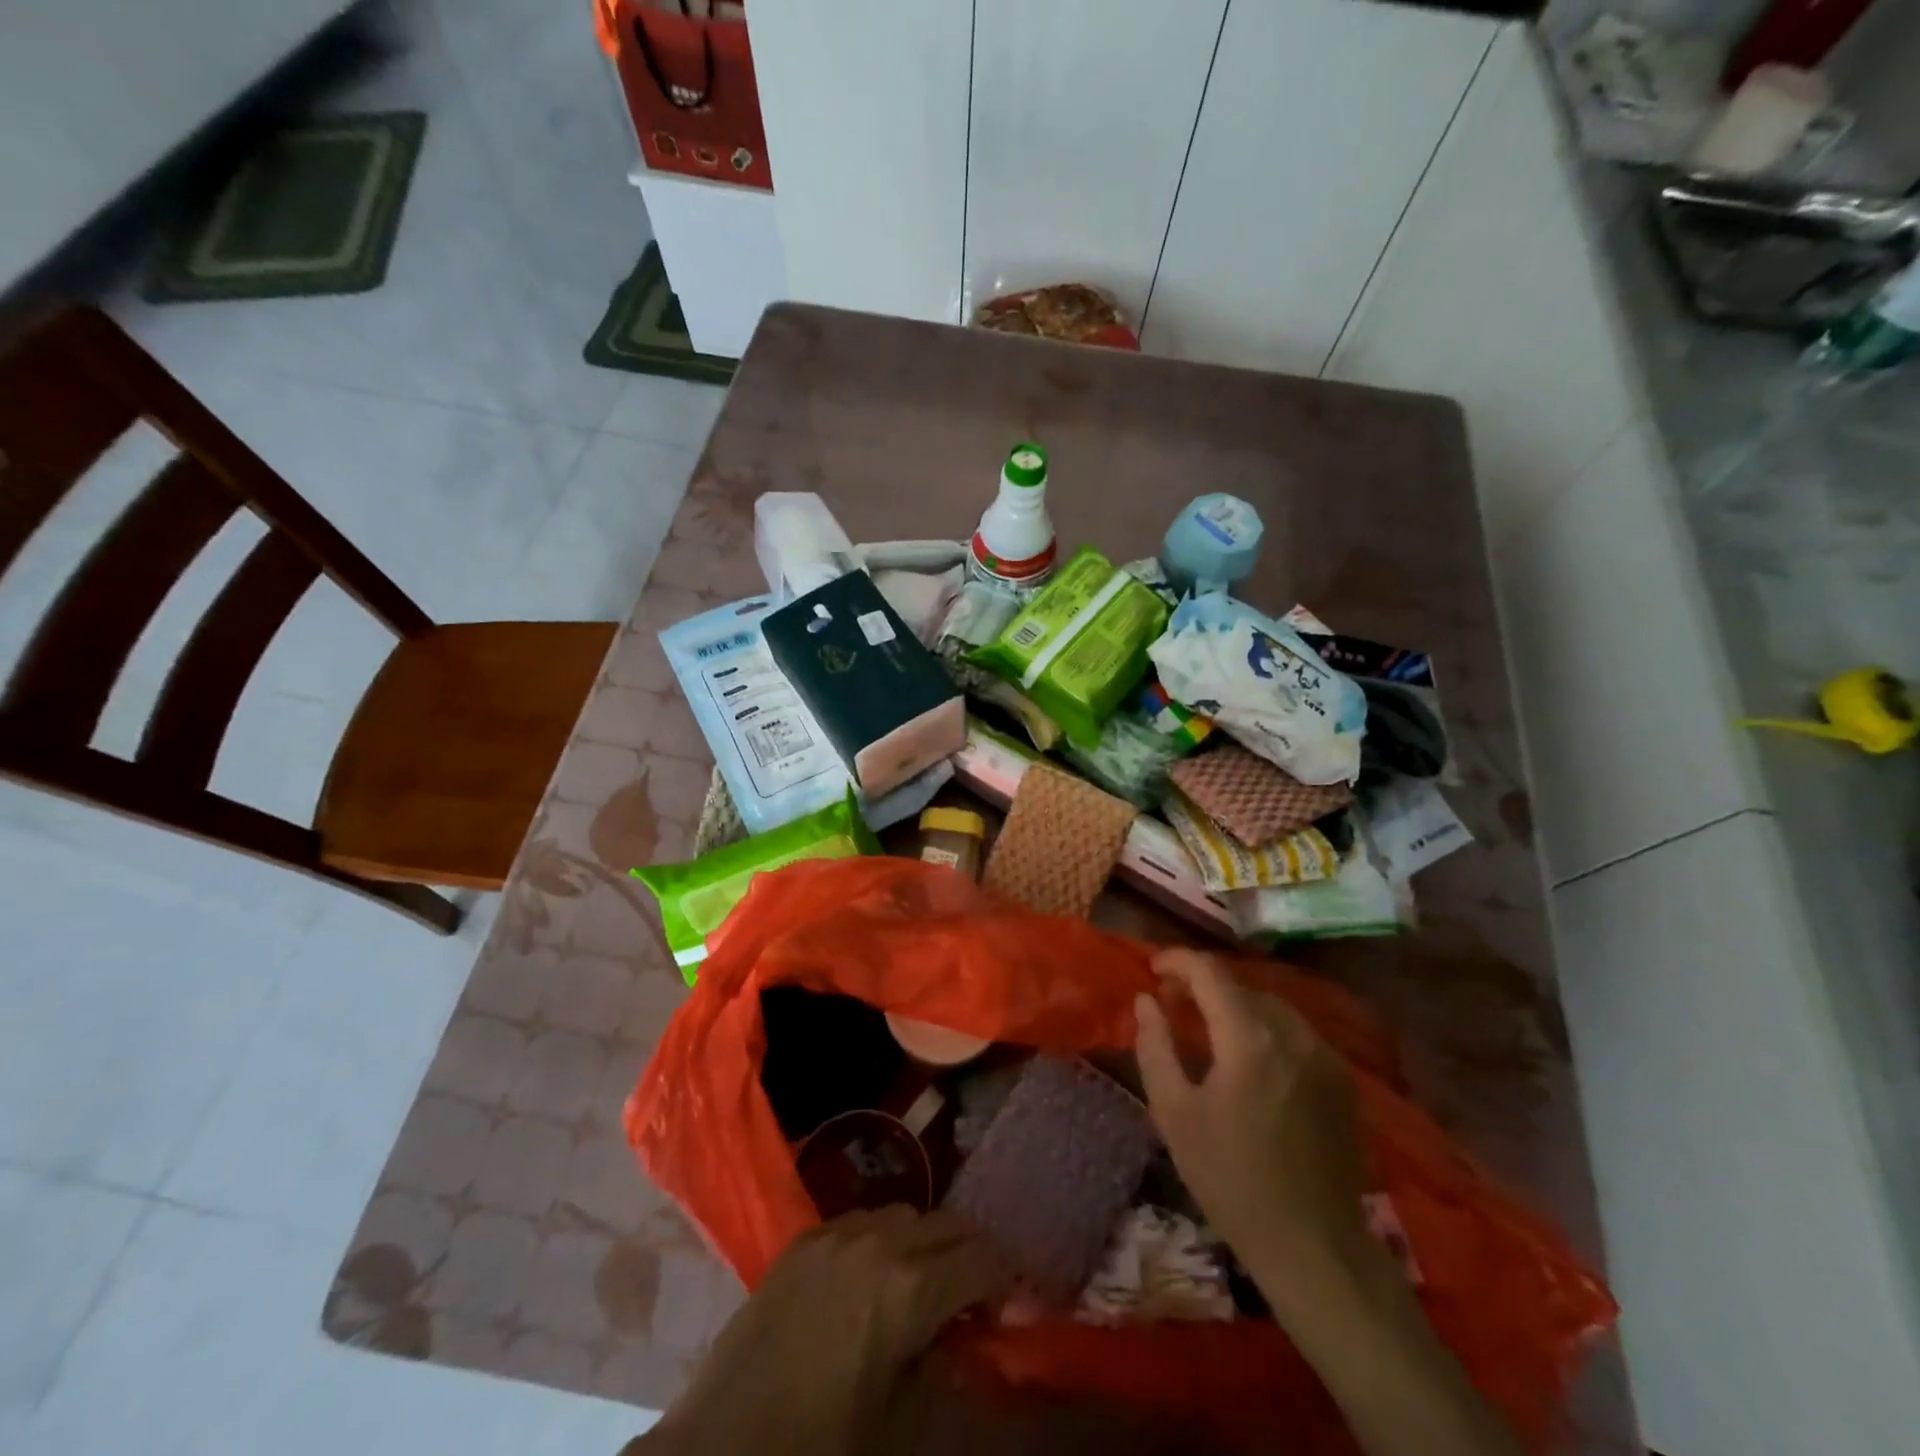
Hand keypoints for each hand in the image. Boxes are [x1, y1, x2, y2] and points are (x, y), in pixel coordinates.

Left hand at [639, 1206, 1007, 1455]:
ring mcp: (838, 1231)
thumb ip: (946, 1366)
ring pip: (907, 1213)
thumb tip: (967, 1333)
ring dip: (926, 1241)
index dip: (1003, 1281)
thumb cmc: (823, 1447)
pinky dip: (882, 1237)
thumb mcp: (904, 1423)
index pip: (984, 1257)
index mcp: (912, 1289)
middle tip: (969, 1298)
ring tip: (919, 1283)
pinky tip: (870, 1276)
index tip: (1001, 1310)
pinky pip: (862, 1218)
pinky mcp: (805, 1236)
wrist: (724, 1447)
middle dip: (971, 1254)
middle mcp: (881, 1242)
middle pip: (950, 1222)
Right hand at [1132, 948, 1371, 1303]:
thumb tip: (1146, 1000)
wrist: (1315, 1247)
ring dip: (1235, 1007)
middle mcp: (1294, 1034)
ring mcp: (1325, 1056)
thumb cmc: (1231, 1180)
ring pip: (1271, 1007)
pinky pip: (1296, 1034)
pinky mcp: (1342, 1081)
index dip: (1178, 960)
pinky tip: (1250, 1061)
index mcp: (1250, 1038)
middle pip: (1242, 986)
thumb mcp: (1174, 1113)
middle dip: (1203, 986)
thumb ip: (1155, 1046)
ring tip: (1208, 1030)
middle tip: (1173, 1005)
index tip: (1153, 969)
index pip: (1210, 972)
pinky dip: (1265, 1030)